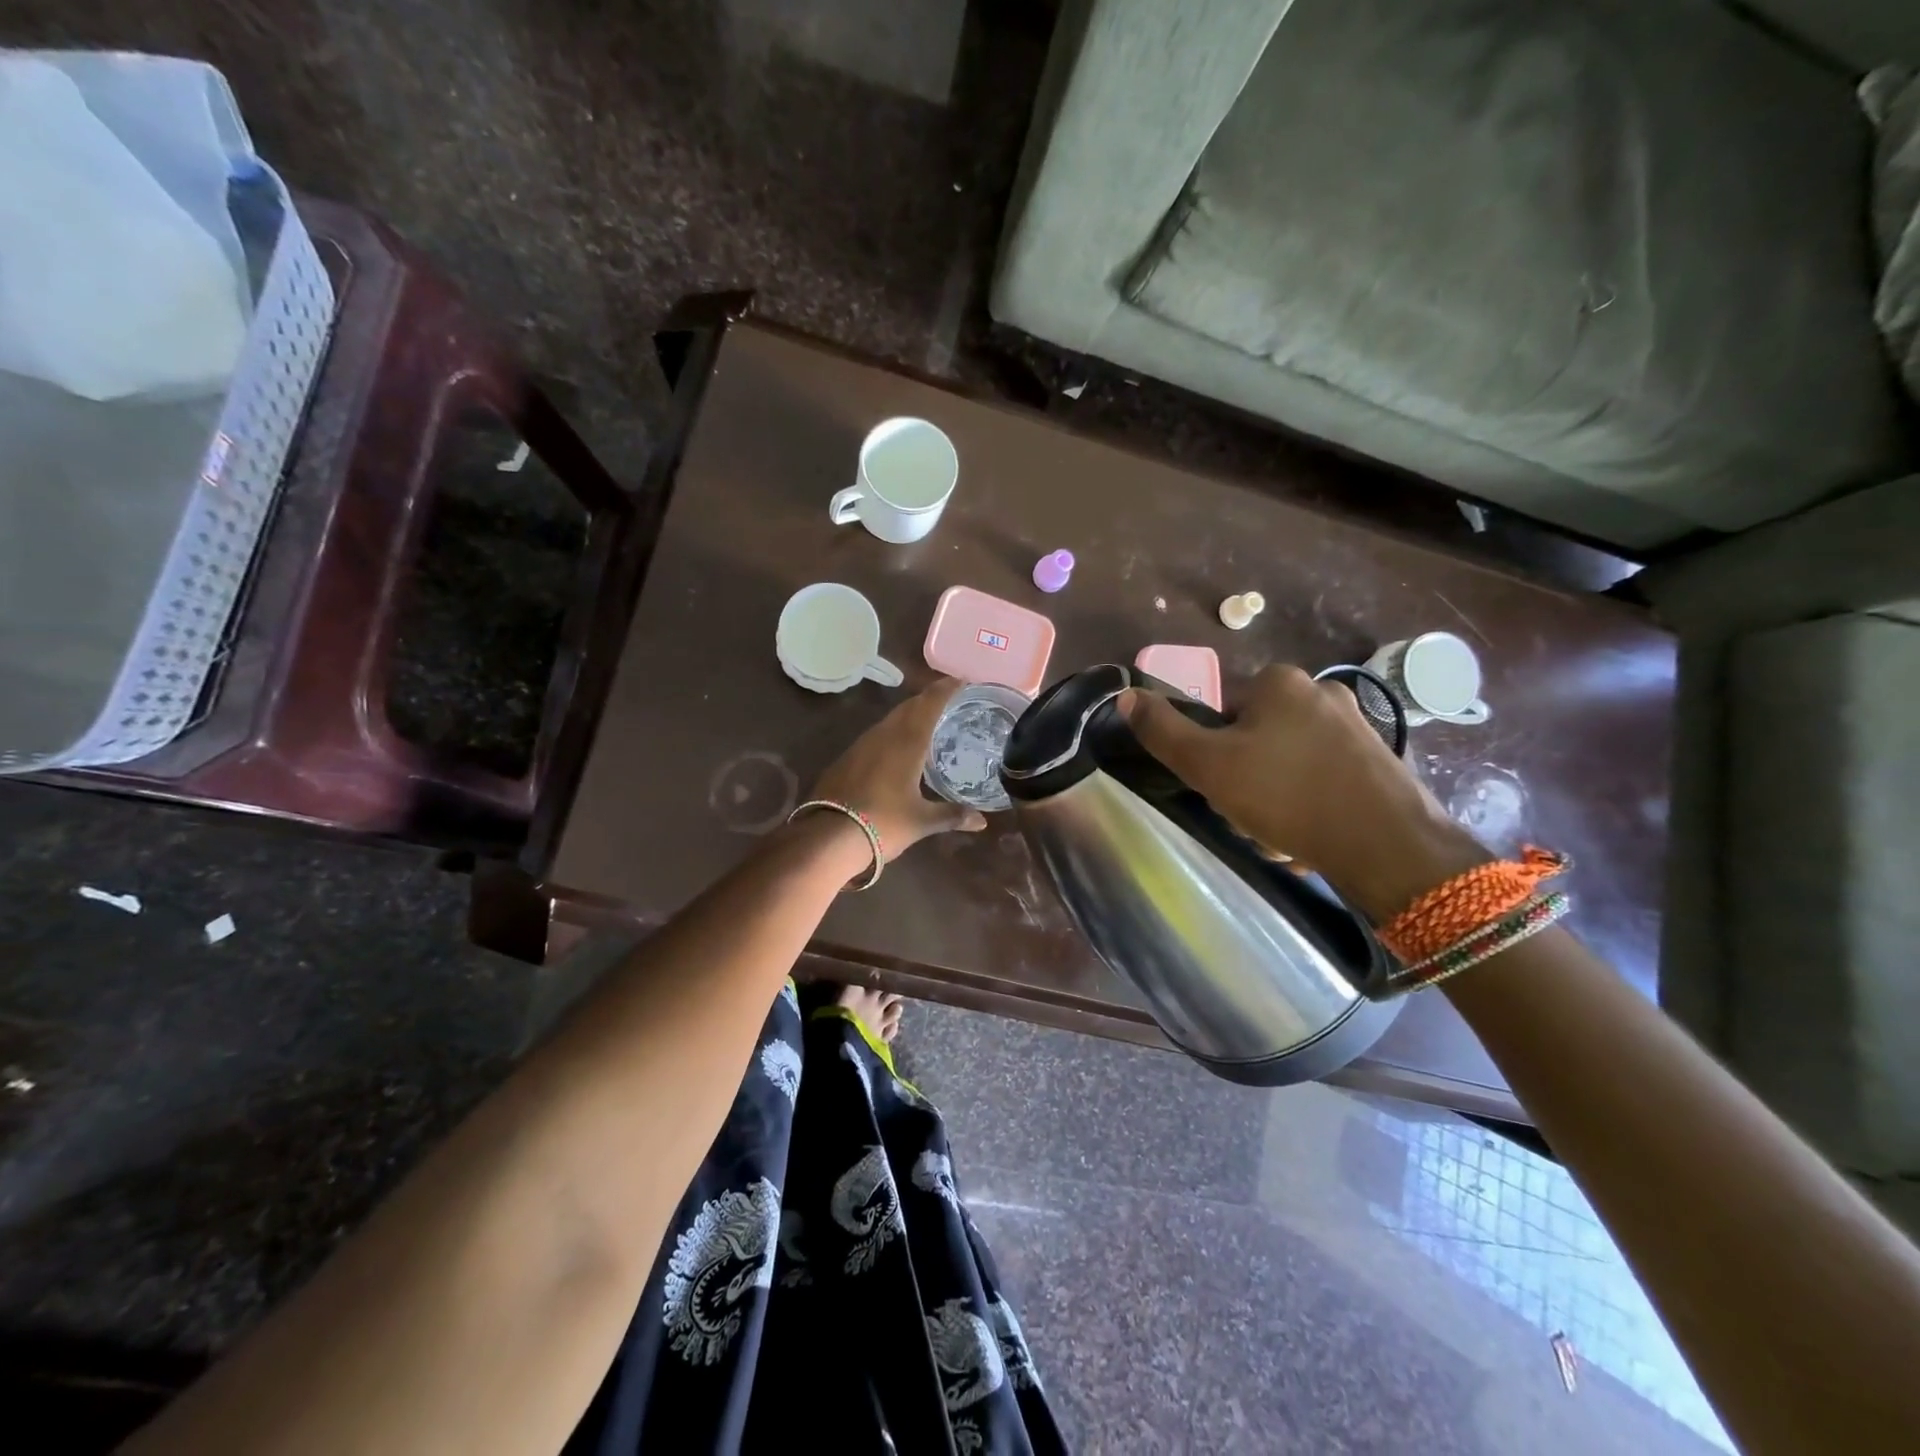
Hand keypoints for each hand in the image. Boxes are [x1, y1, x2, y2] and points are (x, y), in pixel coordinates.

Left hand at [811, 678, 987, 859]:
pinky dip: (894, 731)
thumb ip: (952, 816)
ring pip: (891, 719)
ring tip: (928, 720)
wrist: (828, 837)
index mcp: (907, 743)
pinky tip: (899, 746)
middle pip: (909, 707)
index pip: (929, 704)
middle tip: (949, 698)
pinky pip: (877, 734)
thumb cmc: (882, 824)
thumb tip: (982, 822)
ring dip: (910, 714)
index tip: (961, 679)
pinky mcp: (847, 758)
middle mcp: (884, 736)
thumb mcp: (921, 821)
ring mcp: (862, 745)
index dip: (945, 689)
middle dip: (929, 698)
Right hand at [1123, 665, 1487, 919]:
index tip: (1220, 785)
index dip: (1212, 750)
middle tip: (1247, 812)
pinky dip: (1309, 801)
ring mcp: (1357, 724)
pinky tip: (1310, 833)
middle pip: (1255, 734)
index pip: (1221, 710)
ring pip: (1288, 758)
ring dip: (1275, 792)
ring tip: (1279, 831)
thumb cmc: (1286, 796)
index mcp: (1279, 681)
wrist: (1387, 846)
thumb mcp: (1208, 765)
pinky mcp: (1379, 759)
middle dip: (1244, 774)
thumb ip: (1163, 730)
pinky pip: (1323, 776)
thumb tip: (1126, 696)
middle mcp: (1321, 690)